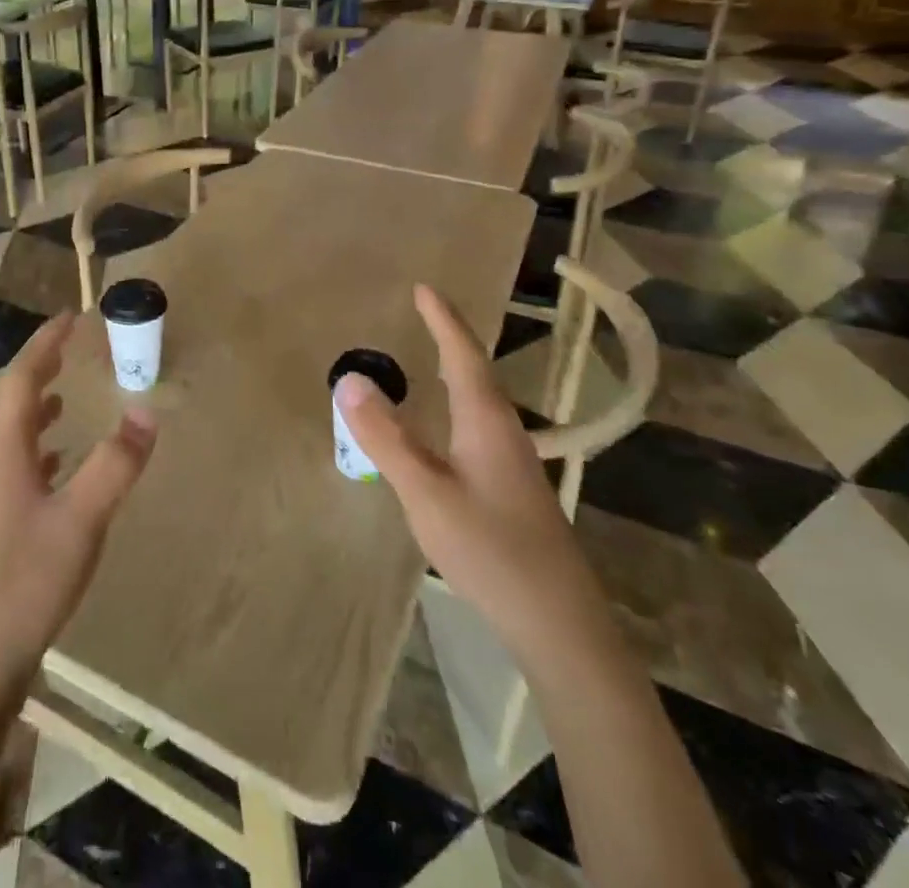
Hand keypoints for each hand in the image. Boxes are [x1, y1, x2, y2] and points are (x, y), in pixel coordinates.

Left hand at [0, 314, 157, 693]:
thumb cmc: (25, 585)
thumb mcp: (80, 521)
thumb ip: (114, 466)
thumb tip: (147, 411)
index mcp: (5, 455)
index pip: (19, 382)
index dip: (43, 346)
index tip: (69, 318)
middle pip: (11, 402)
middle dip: (38, 367)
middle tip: (69, 345)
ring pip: (13, 434)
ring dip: (36, 403)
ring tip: (64, 391)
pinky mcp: (0, 527)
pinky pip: (20, 465)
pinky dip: (40, 444)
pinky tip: (59, 459)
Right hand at [336, 285, 578, 630]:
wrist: (558, 621)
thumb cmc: (490, 549)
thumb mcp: (426, 493)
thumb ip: (386, 438)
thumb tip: (350, 379)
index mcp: (485, 420)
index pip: (462, 354)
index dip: (442, 320)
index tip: (424, 288)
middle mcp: (504, 429)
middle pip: (476, 370)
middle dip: (450, 337)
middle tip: (426, 313)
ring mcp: (513, 460)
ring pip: (481, 399)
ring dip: (457, 369)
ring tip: (434, 357)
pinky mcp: (512, 485)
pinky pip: (480, 423)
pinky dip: (459, 402)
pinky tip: (449, 425)